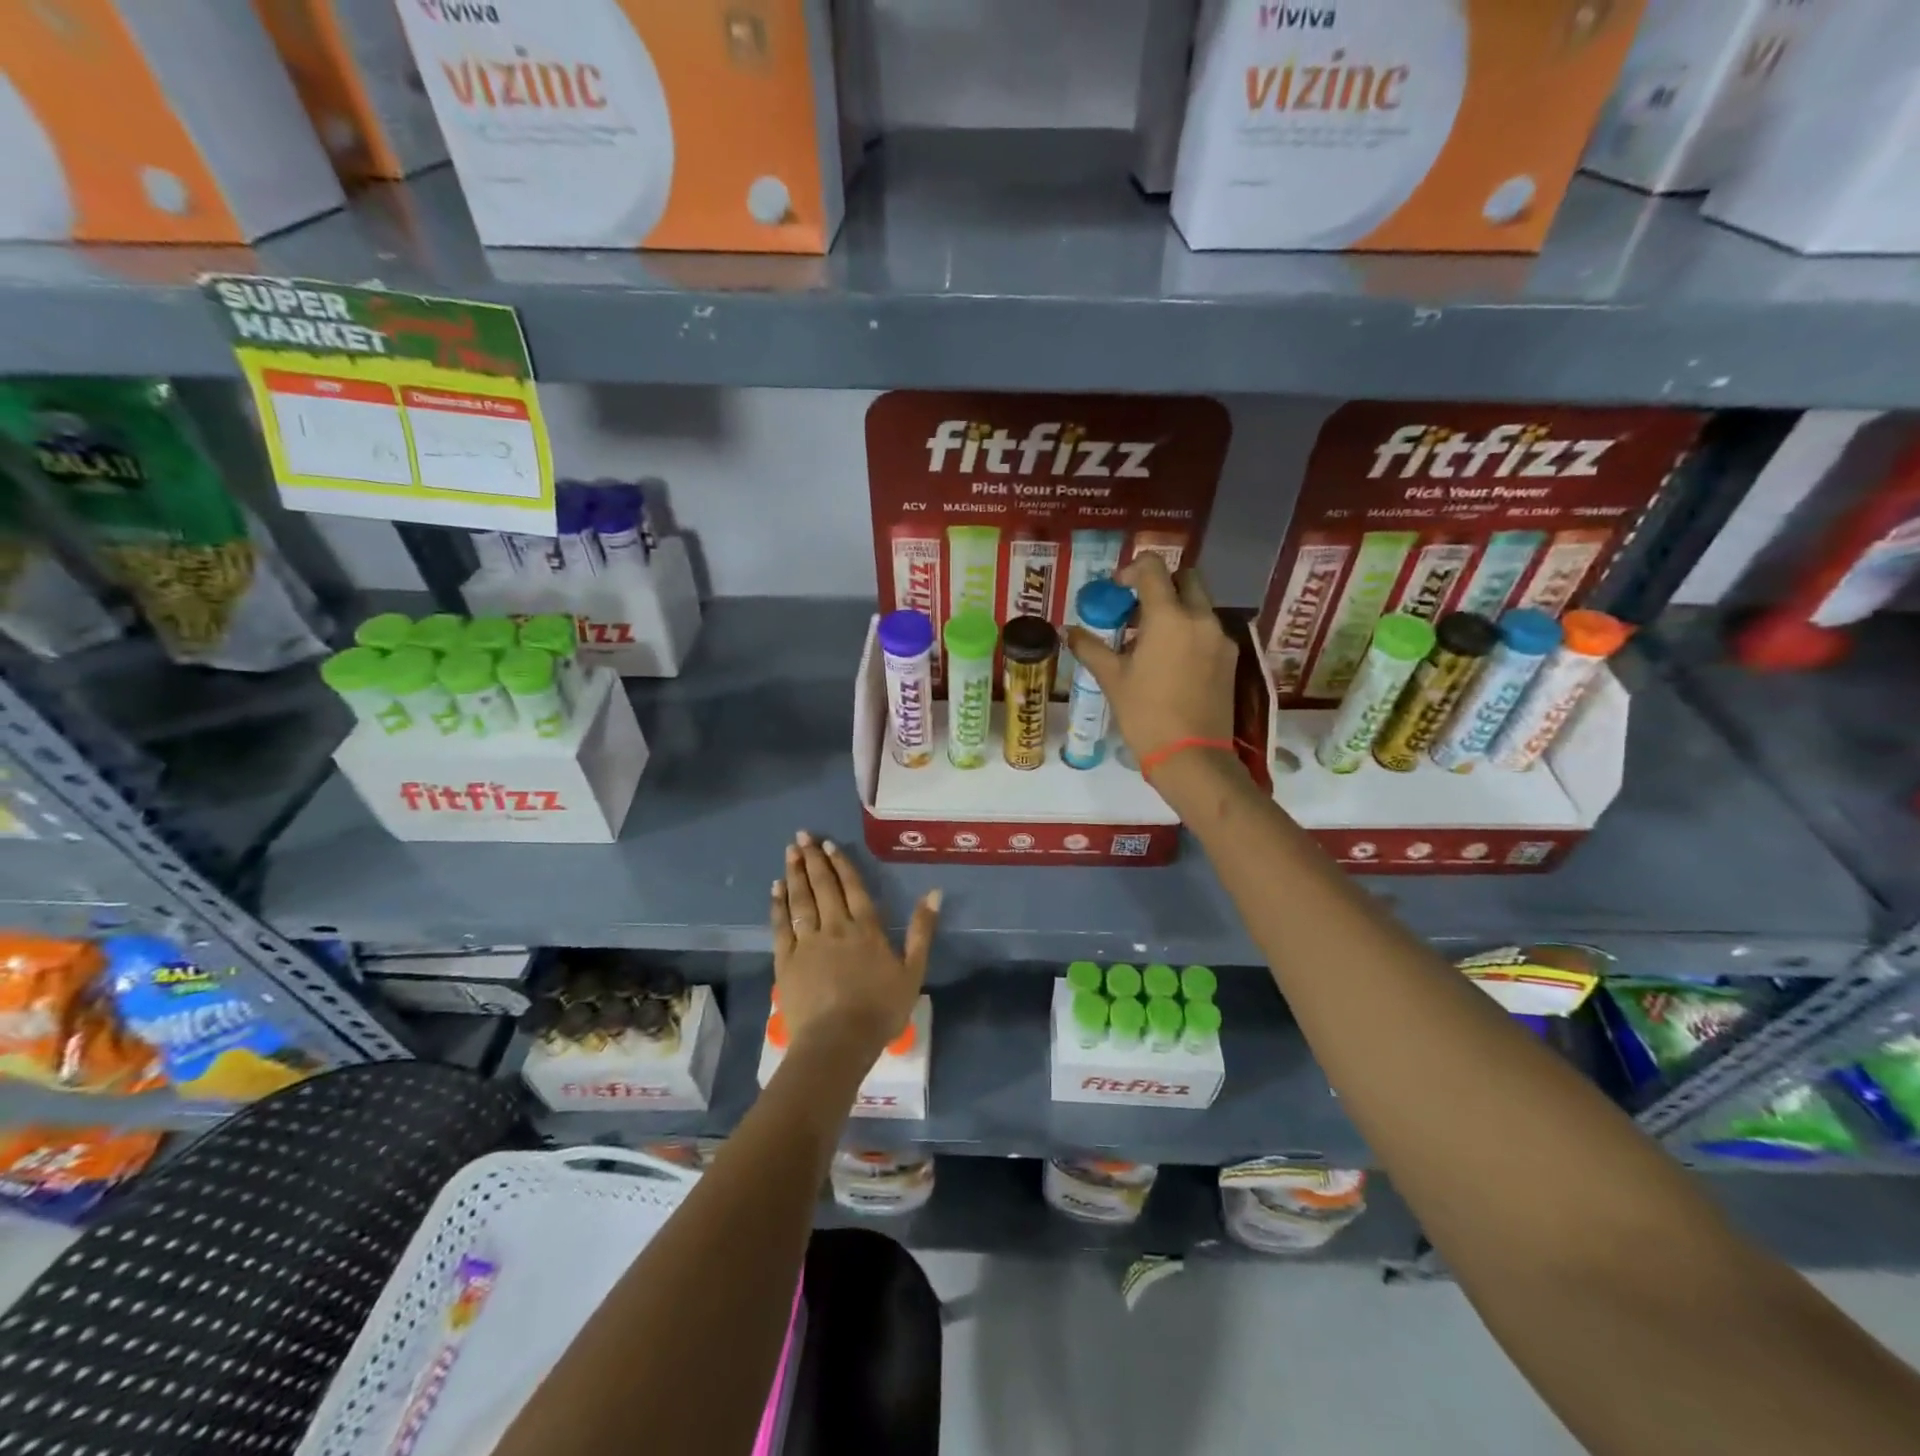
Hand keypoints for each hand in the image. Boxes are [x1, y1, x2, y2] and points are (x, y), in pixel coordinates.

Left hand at [771, 831, 939, 1058]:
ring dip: (795, 874)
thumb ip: (922, 930)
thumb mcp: (913, 971)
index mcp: (866, 928)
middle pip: (823, 887)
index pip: (852, 887)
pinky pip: (780, 926)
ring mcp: (807, 942)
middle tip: (802, 836)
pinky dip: (778, 905)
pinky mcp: (786, 961)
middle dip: (813, 859)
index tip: (828, 844)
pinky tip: (775, 889)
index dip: (840, 864)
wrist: (838, 1041)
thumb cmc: (880, 1009)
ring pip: (800, 900)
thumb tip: (934, 892)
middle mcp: (835, 927)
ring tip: (789, 852)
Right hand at [1067, 553, 1238, 768]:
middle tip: (1137, 609)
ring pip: (1200, 604)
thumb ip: (1090, 648)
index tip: (1117, 590)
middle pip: (1186, 578)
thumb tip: (1068, 631)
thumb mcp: (1112, 679)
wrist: (1191, 756)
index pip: (1153, 568)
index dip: (1132, 570)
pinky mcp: (1229, 659)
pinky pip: (1208, 629)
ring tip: (1151, 639)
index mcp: (1169, 617)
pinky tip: (1171, 660)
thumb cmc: (1146, 714)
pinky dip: (1189, 631)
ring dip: (1176, 608)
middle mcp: (1200, 618)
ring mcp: (1220, 638)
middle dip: (1161, 584)